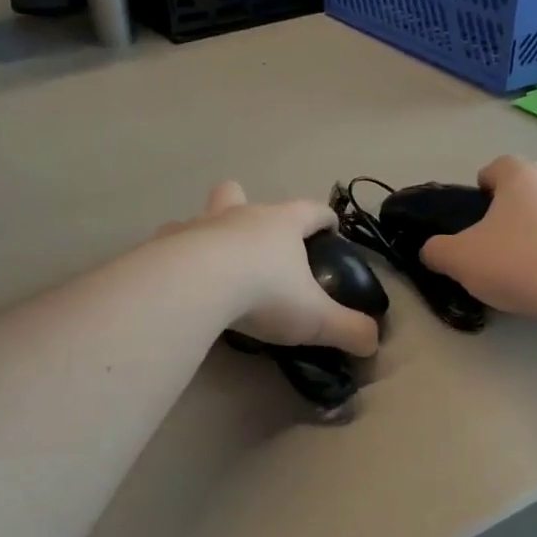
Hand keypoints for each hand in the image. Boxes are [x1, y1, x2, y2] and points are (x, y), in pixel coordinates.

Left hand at [166, 182, 379, 356]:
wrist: (196, 285)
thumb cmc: (264, 293)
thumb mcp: (316, 319)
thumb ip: (349, 329)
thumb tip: (373, 342)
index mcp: (281, 224)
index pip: (311, 210)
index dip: (324, 218)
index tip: (331, 227)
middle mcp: (239, 215)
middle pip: (241, 194)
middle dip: (248, 205)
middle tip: (254, 238)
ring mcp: (197, 226)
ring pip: (201, 215)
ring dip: (206, 231)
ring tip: (209, 262)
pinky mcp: (163, 245)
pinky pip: (168, 243)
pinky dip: (173, 257)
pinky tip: (175, 280)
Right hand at [421, 156, 536, 317]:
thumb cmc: (514, 261)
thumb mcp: (459, 259)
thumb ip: (436, 250)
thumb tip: (430, 250)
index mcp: (520, 175)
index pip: (497, 166)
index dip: (482, 187)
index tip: (475, 214)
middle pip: (526, 187)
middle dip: (510, 209)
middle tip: (493, 241)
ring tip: (524, 262)